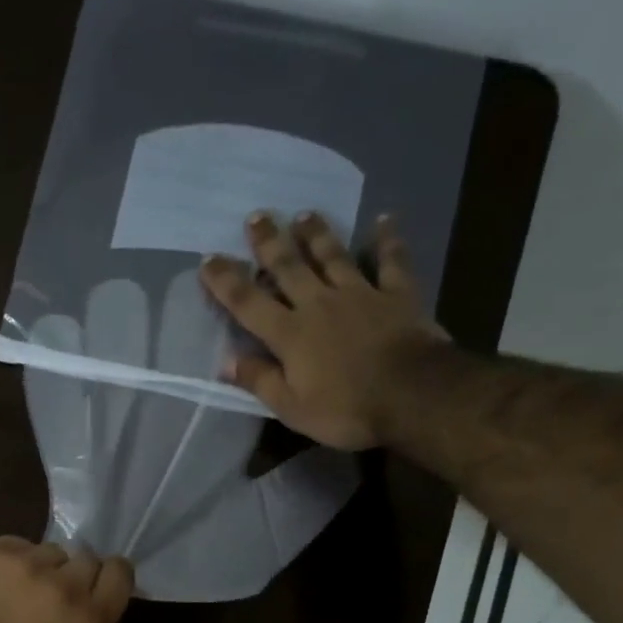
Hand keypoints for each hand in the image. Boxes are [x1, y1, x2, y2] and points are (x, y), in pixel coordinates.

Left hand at [0, 537, 134, 622]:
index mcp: (91, 622)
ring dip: (40, 566)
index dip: (108, 576)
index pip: (120, 572)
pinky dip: (10, 560)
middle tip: (49, 593)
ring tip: (15, 588)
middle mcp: (67, 585)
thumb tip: (89, 598)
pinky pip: (18, 544)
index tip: (95, 584)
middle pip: (87, 558)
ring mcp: (30, 563)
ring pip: (51, 550)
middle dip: (73, 574)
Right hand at [200, 211, 450, 450]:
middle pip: (289, 267)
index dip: (226, 281)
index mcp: (290, 334)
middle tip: (257, 215)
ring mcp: (360, 295)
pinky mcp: (397, 295)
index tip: (209, 259)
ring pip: (333, 257)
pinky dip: (388, 241)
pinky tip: (386, 219)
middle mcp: (319, 304)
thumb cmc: (346, 409)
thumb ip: (260, 380)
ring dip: (317, 234)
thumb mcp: (292, 408)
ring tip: (304, 214)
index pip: (248, 303)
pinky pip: (391, 262)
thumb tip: (226, 362)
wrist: (414, 396)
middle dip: (269, 242)